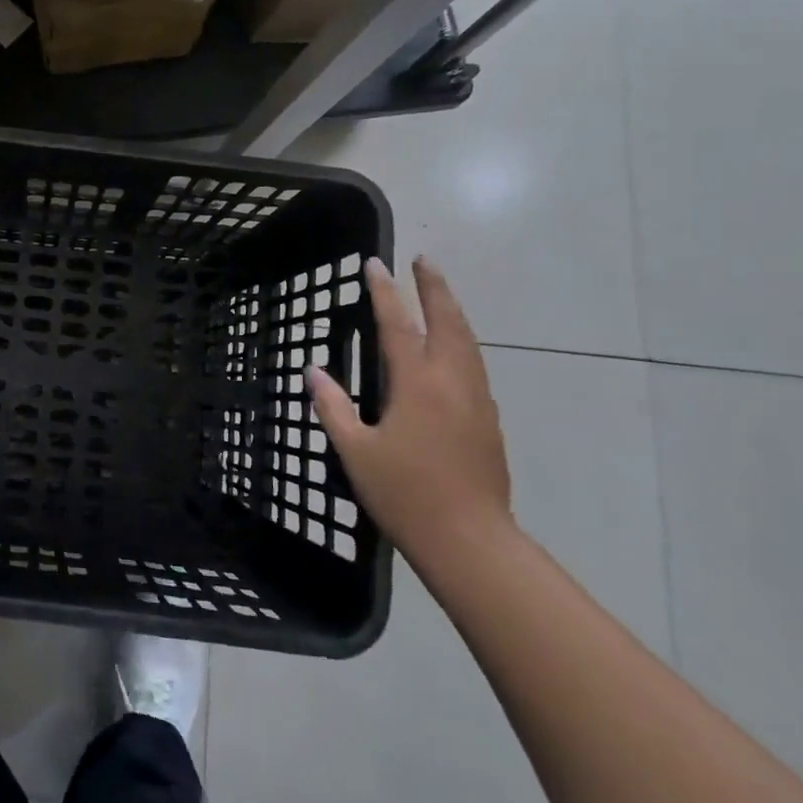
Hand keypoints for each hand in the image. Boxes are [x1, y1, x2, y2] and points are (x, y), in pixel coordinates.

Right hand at [307, 256, 510, 570]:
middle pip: (447, 322)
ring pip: (468, 342)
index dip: (384, 292)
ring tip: (440, 293)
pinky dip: (462, 341)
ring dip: (452, 311)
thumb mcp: (355, 451)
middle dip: (434, 288)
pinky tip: (455, 350)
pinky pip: (475, 365)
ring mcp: (476, 400)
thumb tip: (313, 370)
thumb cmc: (405, 494)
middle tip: (423, 261)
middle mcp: (451, 382)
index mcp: (417, 384)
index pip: (397, 325)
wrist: (470, 541)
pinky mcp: (489, 420)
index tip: (375, 263)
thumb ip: (333, 406)